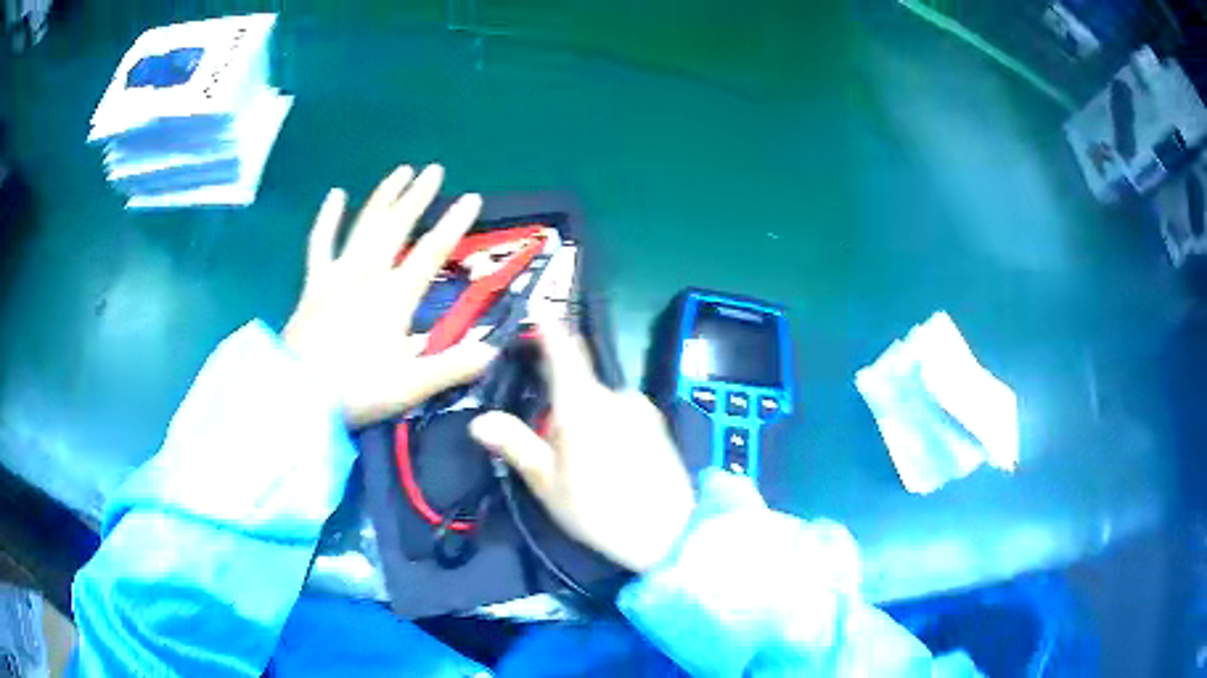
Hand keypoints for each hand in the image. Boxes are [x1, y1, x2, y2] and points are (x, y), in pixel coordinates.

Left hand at [284, 164, 496, 425]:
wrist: (297, 395)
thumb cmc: (355, 389)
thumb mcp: (411, 385)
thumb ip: (453, 367)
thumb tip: (493, 352)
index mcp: (394, 296)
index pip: (431, 251)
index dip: (455, 224)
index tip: (473, 198)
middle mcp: (367, 275)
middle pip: (396, 227)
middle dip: (418, 197)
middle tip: (435, 170)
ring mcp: (337, 276)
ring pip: (364, 226)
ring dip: (383, 197)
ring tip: (400, 171)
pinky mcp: (314, 285)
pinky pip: (320, 245)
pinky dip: (327, 220)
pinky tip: (336, 195)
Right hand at [469, 320, 696, 572]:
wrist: (669, 534)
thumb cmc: (599, 509)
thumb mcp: (548, 483)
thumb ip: (516, 445)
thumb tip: (480, 420)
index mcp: (584, 404)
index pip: (565, 352)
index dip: (550, 331)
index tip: (539, 314)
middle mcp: (617, 396)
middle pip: (581, 385)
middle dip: (563, 405)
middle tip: (553, 447)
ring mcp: (643, 410)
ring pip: (603, 404)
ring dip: (588, 420)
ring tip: (586, 464)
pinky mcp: (659, 427)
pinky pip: (624, 415)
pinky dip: (610, 428)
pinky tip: (612, 464)